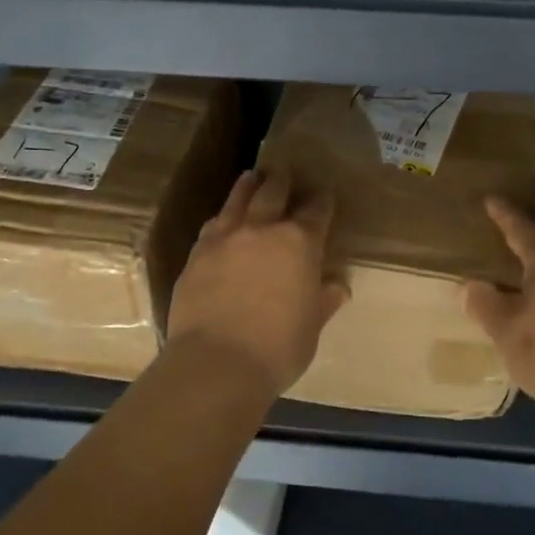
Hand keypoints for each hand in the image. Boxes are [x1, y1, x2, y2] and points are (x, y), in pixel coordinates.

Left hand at [165, 169, 348, 397]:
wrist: (216, 363)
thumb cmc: (277, 348)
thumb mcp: (311, 327)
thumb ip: (323, 301)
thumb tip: (337, 287)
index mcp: (300, 243)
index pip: (316, 210)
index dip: (322, 199)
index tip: (325, 192)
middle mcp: (263, 229)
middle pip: (274, 192)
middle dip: (283, 180)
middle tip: (286, 171)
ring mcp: (226, 237)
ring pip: (238, 200)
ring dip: (249, 186)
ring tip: (252, 177)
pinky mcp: (198, 253)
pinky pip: (213, 224)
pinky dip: (223, 216)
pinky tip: (222, 218)